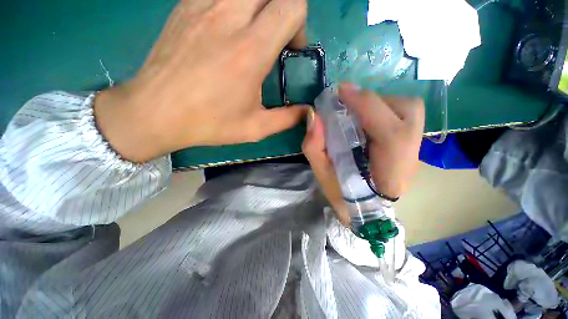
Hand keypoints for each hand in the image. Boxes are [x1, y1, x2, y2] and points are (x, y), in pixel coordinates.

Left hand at [94, 0, 308, 162]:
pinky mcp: (185, 4)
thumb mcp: (255, 128)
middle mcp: (228, 16)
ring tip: (254, 31)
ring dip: (259, 5)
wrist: (156, 112)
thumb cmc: (209, 123)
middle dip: (283, 8)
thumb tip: (307, 111)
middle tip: (275, 37)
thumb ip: (286, 118)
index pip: (291, 5)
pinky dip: (235, 4)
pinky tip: (228, 27)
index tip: (291, 48)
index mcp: (250, 50)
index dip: (299, 23)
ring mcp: (202, 4)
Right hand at [303, 83, 423, 224]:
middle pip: (407, 110)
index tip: (340, 91)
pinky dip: (383, 108)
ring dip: (379, 103)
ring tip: (357, 112)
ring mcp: (416, 149)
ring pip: (408, 108)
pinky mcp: (413, 143)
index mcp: (389, 173)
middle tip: (347, 103)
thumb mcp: (322, 175)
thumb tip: (314, 115)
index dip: (365, 105)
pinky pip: (405, 113)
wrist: (367, 209)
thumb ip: (314, 147)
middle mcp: (411, 158)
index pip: (390, 133)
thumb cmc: (344, 196)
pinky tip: (367, 118)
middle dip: (372, 101)